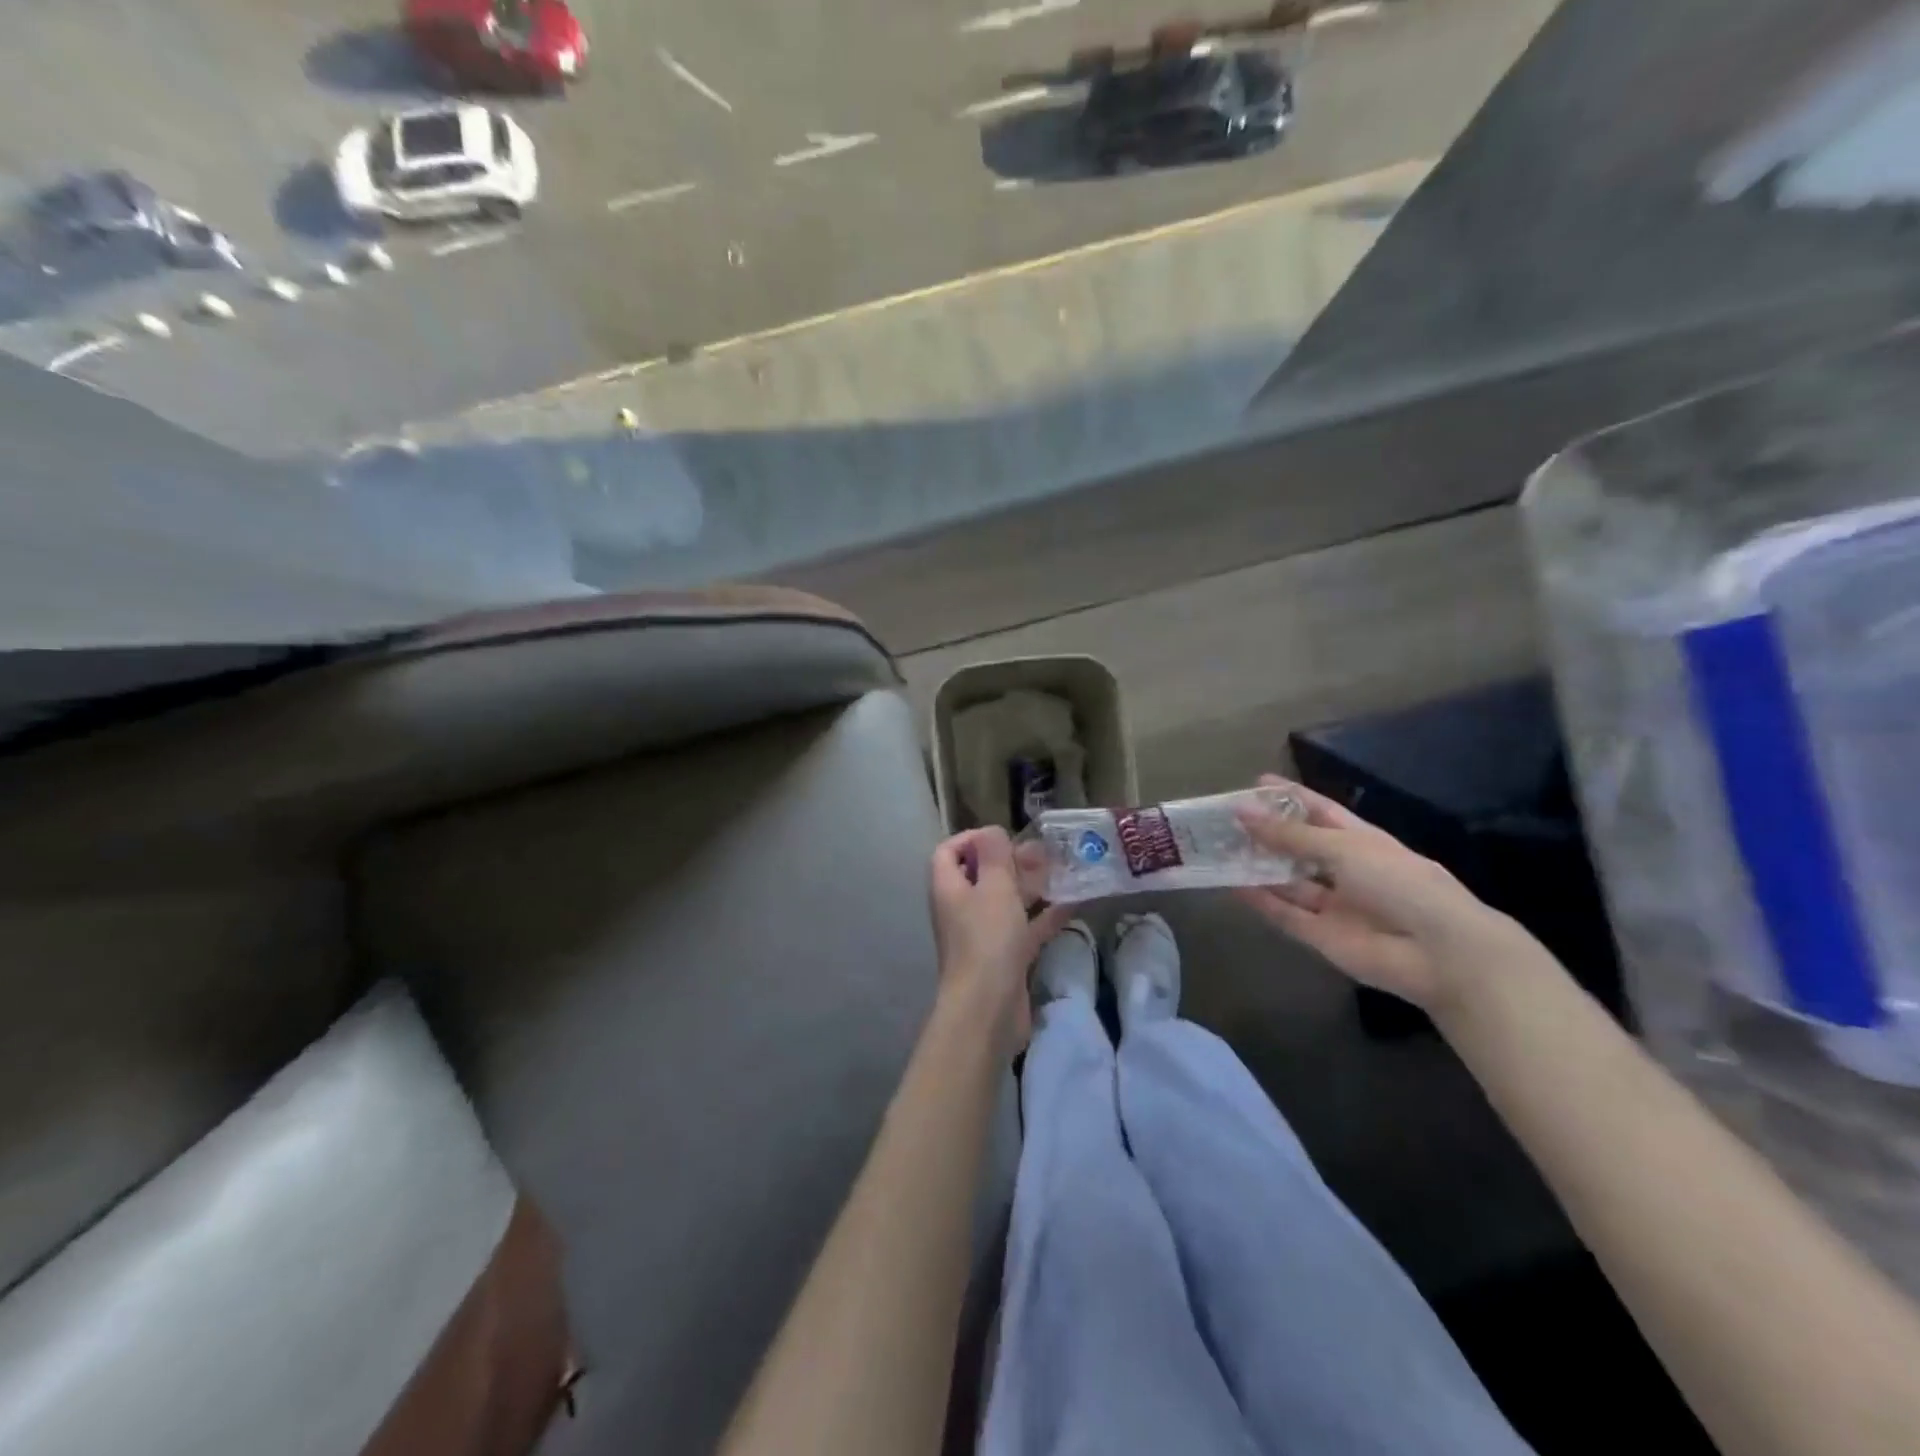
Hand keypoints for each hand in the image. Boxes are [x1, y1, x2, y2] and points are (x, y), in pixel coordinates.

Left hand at [929, 828, 1069, 1053]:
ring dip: (1029, 886)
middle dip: (1009, 862)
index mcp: (948, 888)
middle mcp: (960, 908)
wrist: (988, 1009)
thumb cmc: (986, 939)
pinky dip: (1043, 916)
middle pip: (980, 875)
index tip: (1002, 837)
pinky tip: (1071, 904)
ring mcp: (982, 935)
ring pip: (1005, 902)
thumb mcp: (994, 887)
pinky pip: (1024, 929)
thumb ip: (995, 855)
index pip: (948, 851)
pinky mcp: (1004, 958)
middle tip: (1041, 853)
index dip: (970, 839)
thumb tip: (992, 831)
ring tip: (1061, 871)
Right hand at [1233, 775, 1523, 1011]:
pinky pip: (1285, 914)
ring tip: (1221, 850)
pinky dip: (1260, 901)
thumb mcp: (1344, 848)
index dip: (1291, 798)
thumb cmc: (1400, 883)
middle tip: (1227, 820)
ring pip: (1288, 882)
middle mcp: (1347, 870)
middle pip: (1300, 847)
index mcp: (1362, 842)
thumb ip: (1291, 835)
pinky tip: (1231, 885)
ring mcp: (1334, 905)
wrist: (1439, 952)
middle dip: (1267, 833)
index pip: (1321, 812)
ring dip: (1259, 867)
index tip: (1255, 784)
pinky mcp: (1321, 936)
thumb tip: (1243, 812)